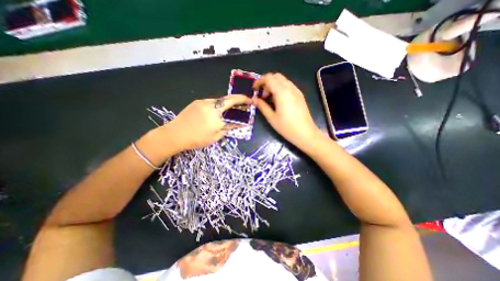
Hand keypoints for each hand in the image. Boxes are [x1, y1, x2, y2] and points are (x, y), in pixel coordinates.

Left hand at [163, 94, 251, 150]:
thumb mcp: (215, 137)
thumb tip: (238, 123)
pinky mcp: (197, 102)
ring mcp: (203, 102)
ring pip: (219, 99)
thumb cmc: (196, 139)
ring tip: (230, 108)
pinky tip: (217, 110)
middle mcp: (211, 105)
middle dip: (237, 98)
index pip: (233, 104)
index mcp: (216, 115)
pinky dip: (218, 104)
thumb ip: (228, 128)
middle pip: (227, 98)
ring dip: (227, 102)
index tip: (249, 101)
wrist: (175, 134)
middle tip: (243, 102)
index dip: (243, 101)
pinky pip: (211, 101)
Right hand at [254, 74, 319, 150]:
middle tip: (263, 95)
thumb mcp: (271, 118)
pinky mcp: (300, 95)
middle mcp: (290, 88)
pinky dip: (281, 88)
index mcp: (282, 92)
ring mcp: (296, 91)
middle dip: (266, 82)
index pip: (269, 78)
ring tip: (270, 99)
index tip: (254, 90)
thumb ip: (262, 106)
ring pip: (283, 80)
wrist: (305, 133)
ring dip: (274, 85)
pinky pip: (288, 85)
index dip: (259, 81)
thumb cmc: (286, 127)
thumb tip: (253, 100)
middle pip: (276, 76)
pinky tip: (279, 100)